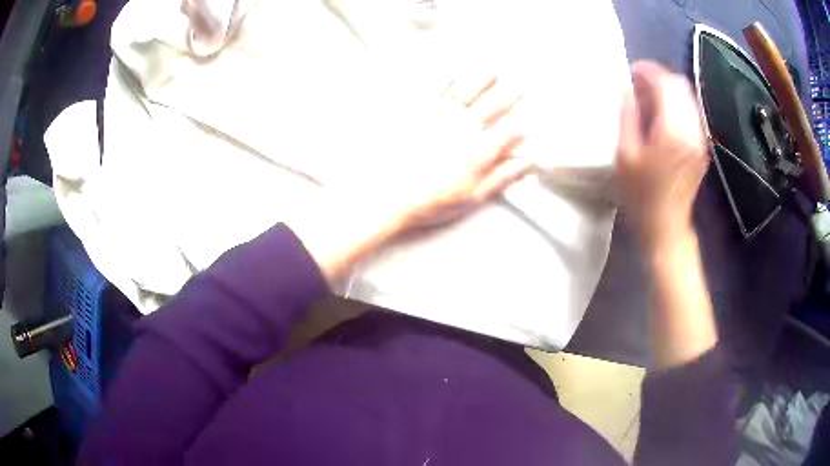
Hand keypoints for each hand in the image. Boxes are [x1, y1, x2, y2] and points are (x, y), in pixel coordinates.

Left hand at [297, 76, 531, 285]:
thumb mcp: (472, 197)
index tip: (532, 119)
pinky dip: (444, 79)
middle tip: (520, 85)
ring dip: (480, 81)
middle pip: (490, 109)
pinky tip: (451, 69)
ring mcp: (440, 120)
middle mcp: (462, 130)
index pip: (507, 134)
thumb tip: (526, 163)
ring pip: (465, 95)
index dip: (522, 126)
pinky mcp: (418, 116)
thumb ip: (500, 178)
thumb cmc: (432, 202)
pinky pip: (433, 93)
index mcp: (477, 152)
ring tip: (492, 70)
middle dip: (508, 96)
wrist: (391, 197)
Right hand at [616, 61, 709, 246]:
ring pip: (687, 96)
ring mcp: (699, 137)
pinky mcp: (701, 145)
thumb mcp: (625, 154)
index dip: (647, 70)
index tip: (631, 72)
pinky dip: (676, 103)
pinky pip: (690, 111)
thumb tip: (627, 89)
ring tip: (648, 97)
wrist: (666, 225)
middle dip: (658, 76)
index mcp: (672, 129)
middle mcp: (691, 128)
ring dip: (668, 89)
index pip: (665, 82)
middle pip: (679, 84)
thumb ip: (627, 115)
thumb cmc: (641, 194)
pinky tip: (661, 114)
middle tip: (638, 83)